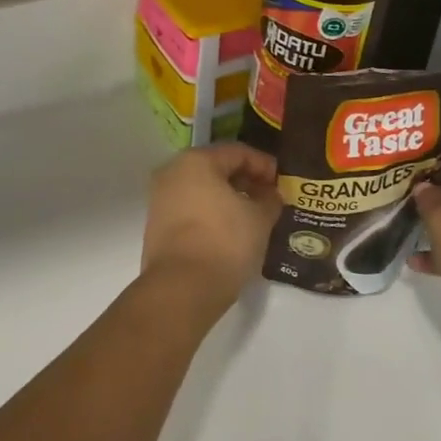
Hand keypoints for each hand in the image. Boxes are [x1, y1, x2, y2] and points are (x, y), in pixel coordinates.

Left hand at [140, 144, 281, 315]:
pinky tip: (231, 230)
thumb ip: (269, 199)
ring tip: (254, 215)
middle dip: (246, 181)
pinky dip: (211, 213)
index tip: (284, 182)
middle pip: (216, 168)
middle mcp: (172, 172)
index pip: (237, 152)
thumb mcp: (259, 219)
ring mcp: (160, 198)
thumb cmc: (224, 242)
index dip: (264, 165)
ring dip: (228, 198)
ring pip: (202, 189)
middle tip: (271, 198)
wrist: (181, 288)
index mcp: (195, 161)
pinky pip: (190, 208)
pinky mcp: (157, 224)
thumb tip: (271, 194)